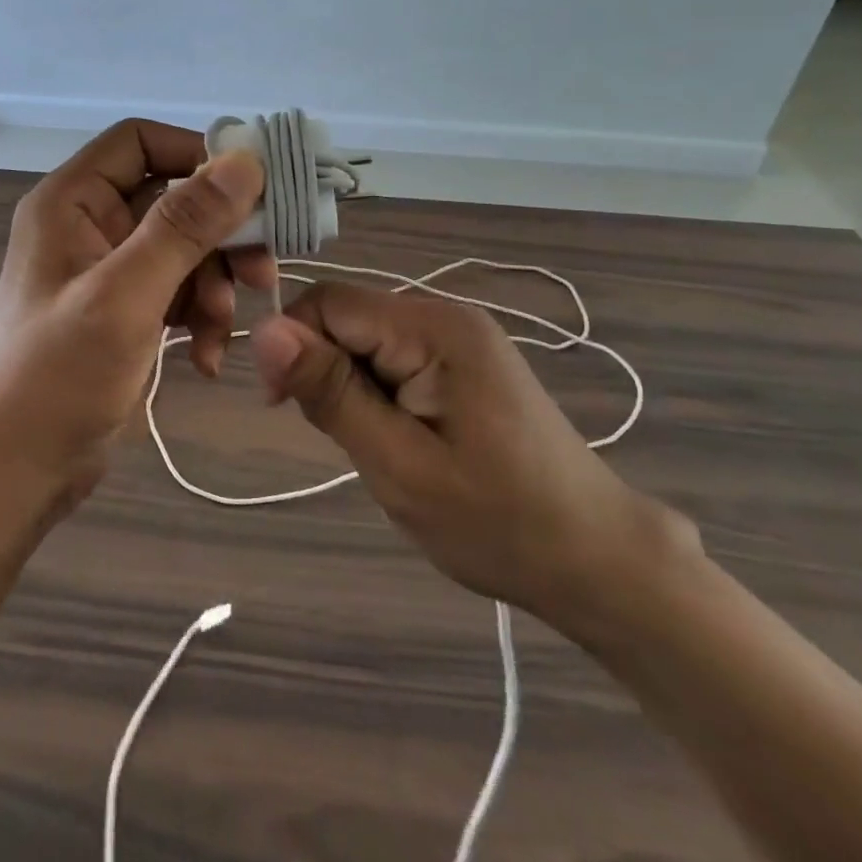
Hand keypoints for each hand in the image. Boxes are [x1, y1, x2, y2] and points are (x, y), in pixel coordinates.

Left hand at [0, 120, 271, 517]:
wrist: (17, 472)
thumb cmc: (58, 377)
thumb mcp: (126, 296)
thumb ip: (184, 225)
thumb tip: (243, 160)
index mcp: (71, 201)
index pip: (141, 142)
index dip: (197, 155)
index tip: (251, 190)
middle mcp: (89, 224)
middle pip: (173, 198)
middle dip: (219, 236)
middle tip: (261, 271)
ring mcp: (107, 269)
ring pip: (184, 248)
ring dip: (213, 285)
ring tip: (218, 331)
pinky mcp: (124, 309)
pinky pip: (176, 290)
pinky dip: (197, 316)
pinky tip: (204, 359)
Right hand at [250, 285, 692, 636]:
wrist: (597, 558)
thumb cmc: (497, 522)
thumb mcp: (399, 464)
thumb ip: (330, 392)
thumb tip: (264, 331)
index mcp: (434, 327)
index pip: (329, 302)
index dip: (292, 345)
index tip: (282, 408)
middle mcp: (447, 314)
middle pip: (348, 317)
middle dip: (325, 370)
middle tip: (346, 442)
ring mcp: (460, 335)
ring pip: (367, 339)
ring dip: (352, 386)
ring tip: (380, 447)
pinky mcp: (466, 359)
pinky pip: (394, 355)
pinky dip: (378, 392)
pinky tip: (401, 436)